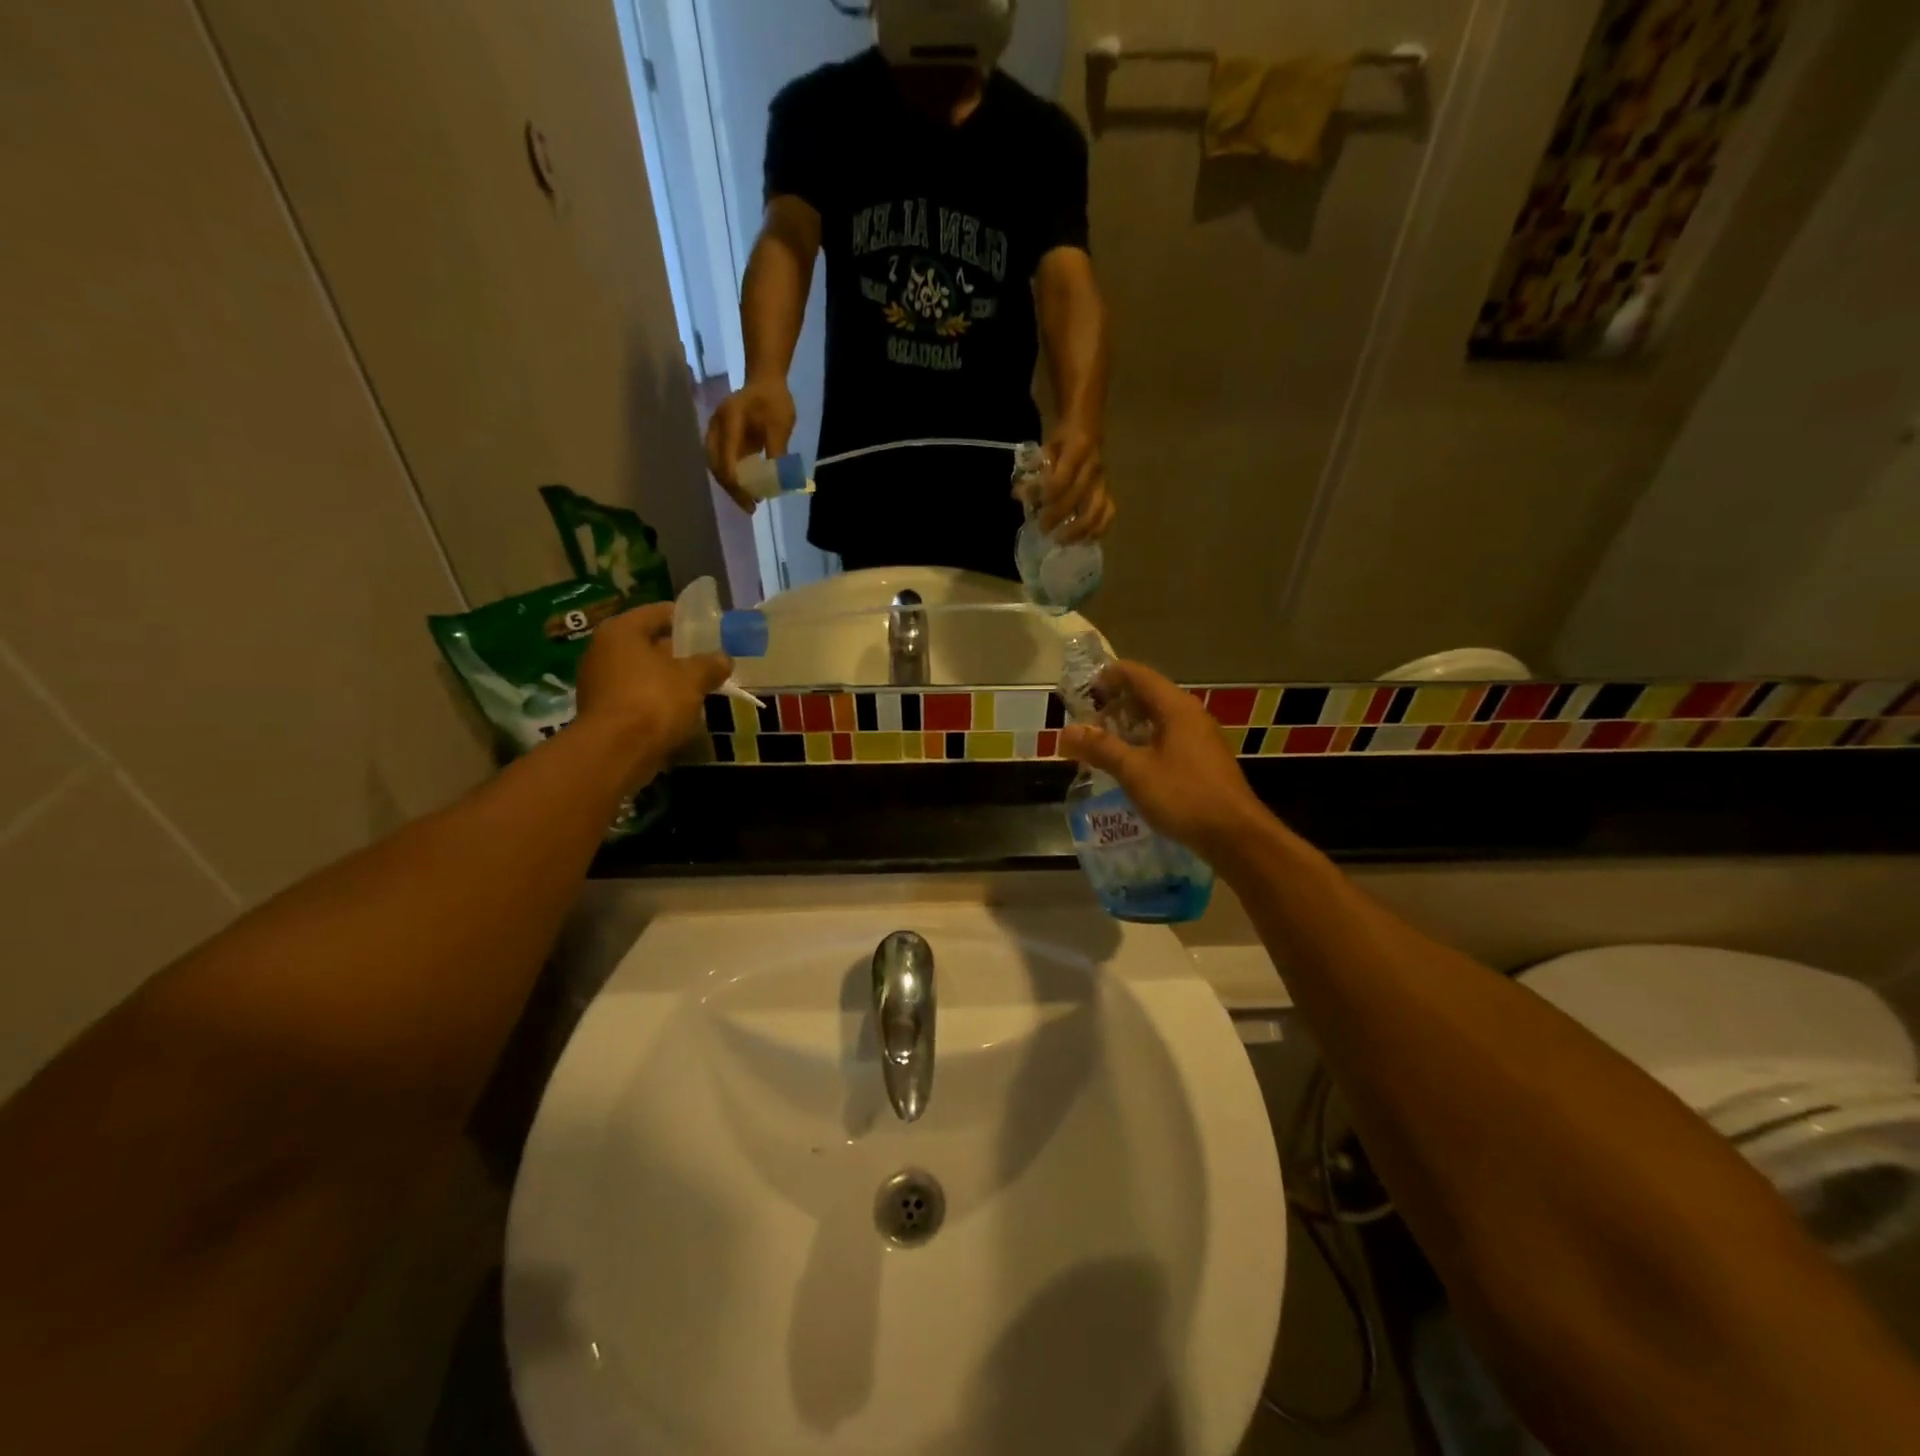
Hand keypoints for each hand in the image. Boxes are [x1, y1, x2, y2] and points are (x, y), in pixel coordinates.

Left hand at [574, 602, 730, 782]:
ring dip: (667, 679)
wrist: (616, 752)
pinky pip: (635, 696)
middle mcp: (602, 650)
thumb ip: (710, 664)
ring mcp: (598, 683)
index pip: (658, 613)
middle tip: (707, 659)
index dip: (686, 619)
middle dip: (677, 652)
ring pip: (642, 672)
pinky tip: (679, 710)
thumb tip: (724, 659)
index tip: (709, 629)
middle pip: (648, 643)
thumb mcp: (693, 679)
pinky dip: (655, 700)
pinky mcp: (602, 711)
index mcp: (622, 631)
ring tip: (698, 687)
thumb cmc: (654, 700)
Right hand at [705, 379, 797, 511]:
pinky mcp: (722, 438)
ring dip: (730, 485)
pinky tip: (747, 490)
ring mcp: (716, 433)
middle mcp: (716, 427)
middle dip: (732, 488)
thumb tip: (778, 481)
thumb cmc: (774, 401)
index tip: (750, 500)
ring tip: (749, 503)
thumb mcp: (780, 425)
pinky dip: (732, 477)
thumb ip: (777, 450)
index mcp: (729, 420)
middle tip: (750, 507)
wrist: (765, 381)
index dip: (736, 481)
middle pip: (716, 464)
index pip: (727, 457)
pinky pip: (722, 461)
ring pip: (716, 465)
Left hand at [1038, 423, 1115, 541]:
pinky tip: (1085, 540)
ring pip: (1096, 510)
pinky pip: (1108, 513)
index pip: (1062, 479)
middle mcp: (1094, 466)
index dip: (1047, 496)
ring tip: (1062, 541)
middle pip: (1077, 498)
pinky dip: (1098, 529)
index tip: (1035, 508)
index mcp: (1078, 449)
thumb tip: (1019, 495)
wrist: (1087, 427)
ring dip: (1078, 529)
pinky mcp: (1108, 491)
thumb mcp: (1045, 448)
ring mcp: (1103, 481)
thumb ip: (1033, 471)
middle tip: (1043, 529)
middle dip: (1058, 516)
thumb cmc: (1061, 440)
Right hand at [1059, 660, 1270, 863]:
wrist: (1235, 835)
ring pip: (1158, 718)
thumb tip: (1066, 732)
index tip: (1081, 692)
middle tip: (1086, 722)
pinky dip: (1145, 742)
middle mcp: (1191, 714)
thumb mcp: (1135, 771)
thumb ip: (1100, 748)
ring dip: (1128, 725)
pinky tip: (1130, 764)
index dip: (1107, 677)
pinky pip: (1168, 738)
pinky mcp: (1204, 759)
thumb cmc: (1184, 796)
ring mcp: (1201, 737)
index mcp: (1176, 707)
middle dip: (1115, 704)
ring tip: (1102, 744)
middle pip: (1147, 694)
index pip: (1137, 674)